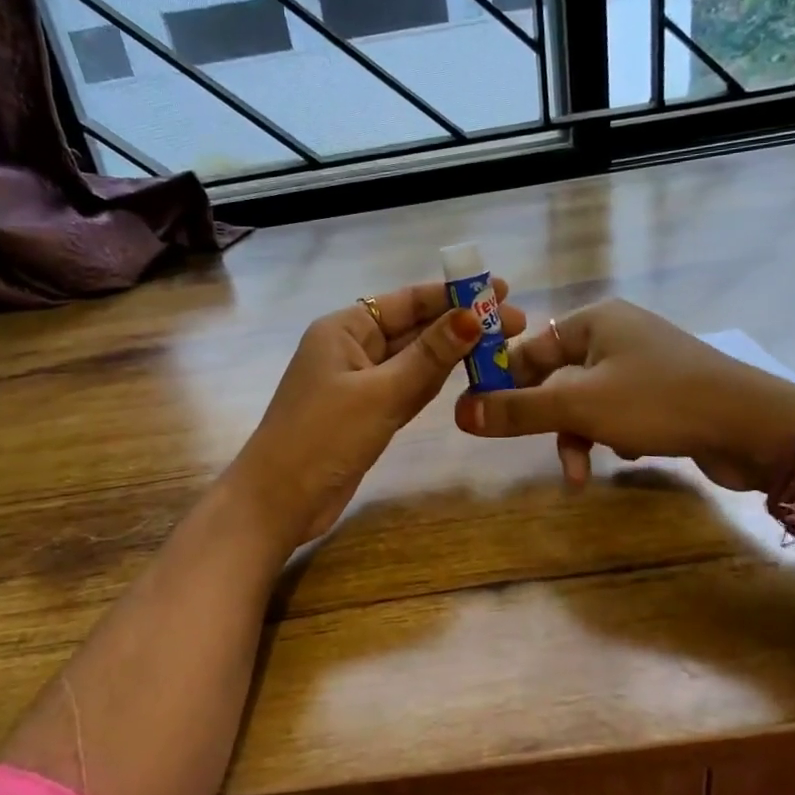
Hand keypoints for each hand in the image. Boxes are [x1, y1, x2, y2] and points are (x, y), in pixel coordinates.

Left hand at [229, 279, 526, 547]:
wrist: (278, 502)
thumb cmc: (323, 438)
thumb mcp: (381, 394)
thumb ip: (428, 357)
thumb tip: (472, 316)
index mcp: (345, 329)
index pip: (408, 301)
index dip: (455, 294)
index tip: (501, 292)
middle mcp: (352, 348)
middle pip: (414, 328)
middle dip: (460, 324)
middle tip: (515, 324)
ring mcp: (358, 383)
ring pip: (414, 360)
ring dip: (452, 353)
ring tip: (501, 345)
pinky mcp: (366, 413)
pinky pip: (407, 388)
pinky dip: (434, 382)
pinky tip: (466, 375)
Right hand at [453, 299, 794, 490]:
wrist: (754, 426)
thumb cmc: (659, 402)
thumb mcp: (579, 406)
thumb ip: (518, 410)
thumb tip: (460, 414)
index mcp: (594, 321)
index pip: (529, 348)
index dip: (502, 382)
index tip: (482, 417)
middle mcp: (616, 336)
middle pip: (555, 378)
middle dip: (548, 420)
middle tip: (531, 449)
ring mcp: (642, 365)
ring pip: (585, 402)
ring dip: (579, 437)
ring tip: (582, 472)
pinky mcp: (662, 395)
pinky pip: (616, 414)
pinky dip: (610, 437)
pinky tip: (627, 456)